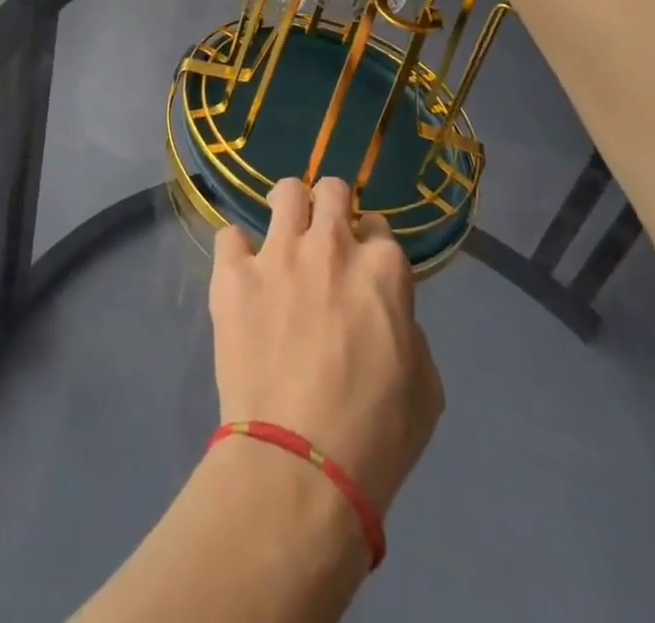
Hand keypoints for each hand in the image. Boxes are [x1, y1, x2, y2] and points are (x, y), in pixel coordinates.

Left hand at [208, 177, 444, 514]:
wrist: (300, 466)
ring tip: (282, 235)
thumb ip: (408, 330)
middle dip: (331, 206)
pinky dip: (237, 251)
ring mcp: (278, 253)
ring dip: (287, 209)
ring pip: (285, 192)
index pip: (379, 226)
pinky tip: (241, 275)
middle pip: (332, 189)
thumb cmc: (376, 436)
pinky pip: (230, 234)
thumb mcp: (425, 387)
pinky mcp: (234, 274)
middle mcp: (332, 245)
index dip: (370, 244)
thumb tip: (385, 312)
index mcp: (384, 269)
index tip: (361, 266)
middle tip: (322, 237)